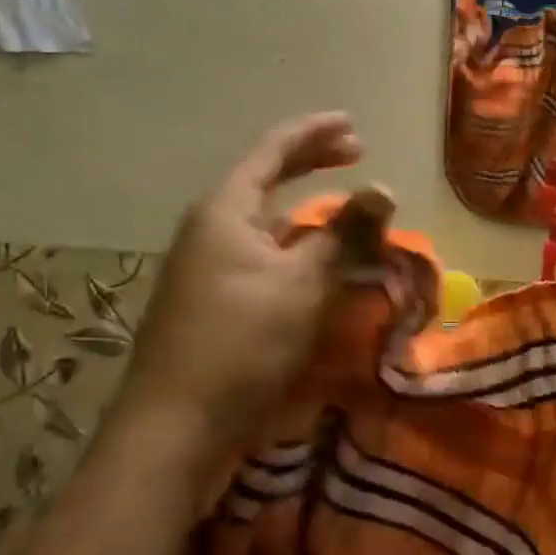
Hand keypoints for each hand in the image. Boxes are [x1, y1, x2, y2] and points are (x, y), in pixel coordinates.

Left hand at [112, 113, 383, 475]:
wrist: (172, 429)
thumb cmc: (241, 344)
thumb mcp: (302, 285)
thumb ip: (344, 233)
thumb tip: (383, 188)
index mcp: (224, 210)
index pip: (273, 150)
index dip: (314, 132)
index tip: (353, 124)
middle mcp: (209, 228)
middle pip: (265, 179)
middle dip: (310, 163)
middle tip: (354, 153)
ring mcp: (205, 266)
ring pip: (263, 221)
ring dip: (305, 210)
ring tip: (344, 211)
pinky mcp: (209, 300)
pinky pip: (259, 254)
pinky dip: (292, 246)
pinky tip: (313, 264)